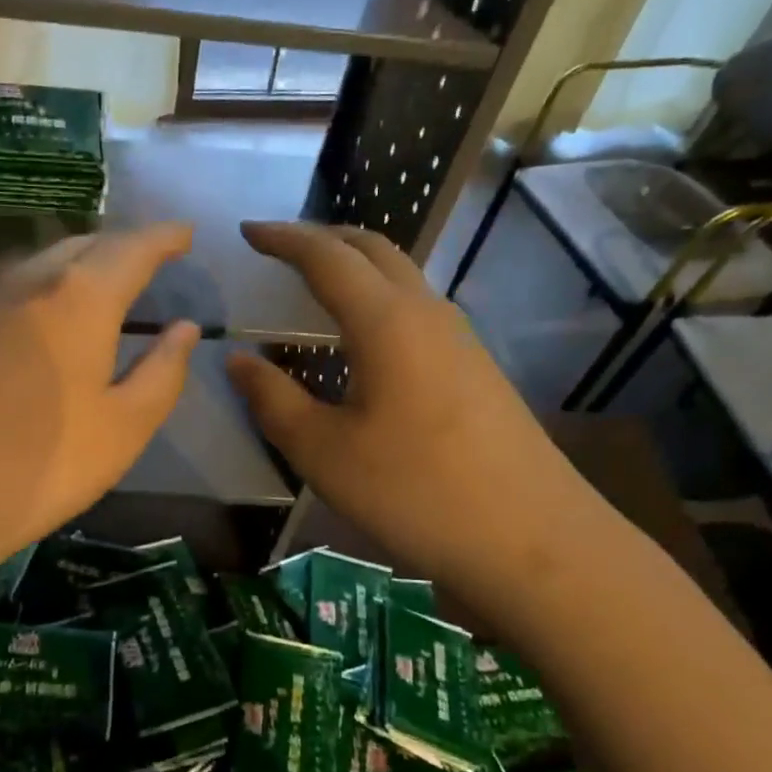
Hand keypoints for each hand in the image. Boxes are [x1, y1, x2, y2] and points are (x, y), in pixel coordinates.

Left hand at [0, 224, 199, 600]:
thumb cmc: (40, 466)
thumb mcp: (122, 429)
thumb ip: (162, 373)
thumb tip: (183, 328)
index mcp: (79, 299)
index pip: (132, 248)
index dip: (164, 237)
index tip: (187, 232)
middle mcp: (28, 283)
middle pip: (84, 245)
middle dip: (122, 245)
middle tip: (151, 258)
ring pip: (44, 263)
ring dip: (81, 262)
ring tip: (106, 282)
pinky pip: (15, 288)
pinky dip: (47, 287)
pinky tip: (50, 316)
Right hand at [226, 222, 611, 618]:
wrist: (533, 540)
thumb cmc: (415, 492)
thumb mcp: (324, 452)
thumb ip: (274, 400)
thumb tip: (238, 360)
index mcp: (386, 322)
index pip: (327, 257)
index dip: (284, 239)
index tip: (248, 230)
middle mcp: (427, 314)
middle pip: (374, 250)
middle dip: (324, 237)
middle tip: (281, 247)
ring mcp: (460, 340)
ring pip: (402, 277)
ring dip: (356, 266)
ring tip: (316, 285)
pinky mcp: (476, 369)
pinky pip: (417, 311)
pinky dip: (378, 300)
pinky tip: (363, 340)